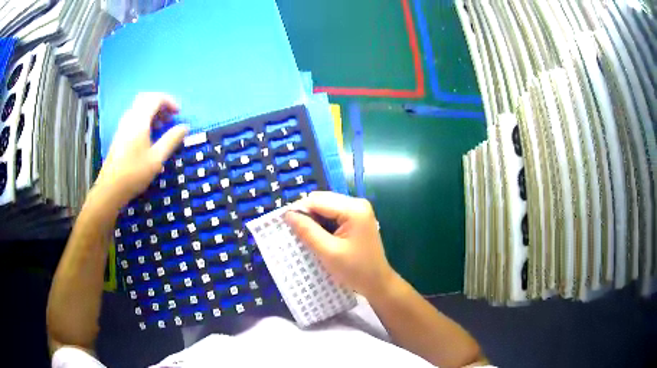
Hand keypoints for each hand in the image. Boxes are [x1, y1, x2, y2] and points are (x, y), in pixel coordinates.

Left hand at [95, 93, 187, 207]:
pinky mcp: (119, 134)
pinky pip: (134, 116)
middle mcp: (130, 117)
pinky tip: (149, 133)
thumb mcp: (157, 158)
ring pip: (139, 107)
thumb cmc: (134, 173)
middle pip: (146, 98)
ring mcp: (123, 125)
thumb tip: (185, 127)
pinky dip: (145, 118)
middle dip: (161, 103)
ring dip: (153, 110)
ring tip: (162, 125)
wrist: (110, 188)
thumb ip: (171, 140)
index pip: (156, 98)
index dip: (169, 101)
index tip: (178, 113)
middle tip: (170, 115)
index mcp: (139, 120)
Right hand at [284, 191, 395, 296]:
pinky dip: (322, 223)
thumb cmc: (355, 270)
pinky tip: (318, 236)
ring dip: (314, 219)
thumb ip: (308, 231)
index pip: (318, 200)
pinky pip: (333, 214)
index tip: (285, 225)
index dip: (299, 210)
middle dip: (307, 214)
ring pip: (326, 206)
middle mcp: (357, 203)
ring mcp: (358, 210)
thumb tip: (288, 214)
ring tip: (305, 236)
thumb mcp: (328, 252)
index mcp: (353, 209)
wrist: (377, 282)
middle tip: (295, 232)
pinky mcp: (356, 218)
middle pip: (322, 200)